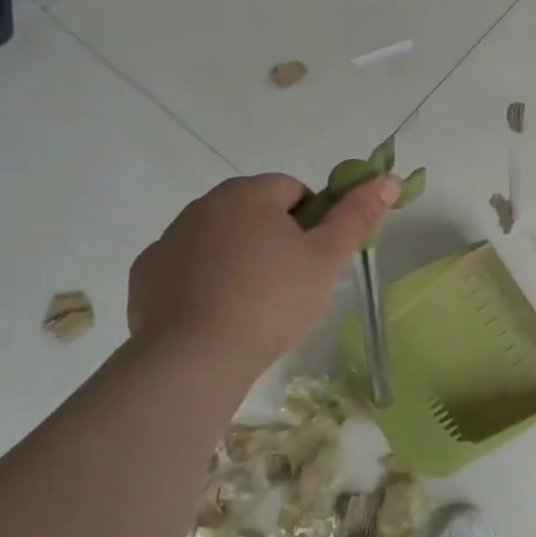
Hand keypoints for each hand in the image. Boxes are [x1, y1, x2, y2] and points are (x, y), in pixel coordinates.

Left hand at [129, 172, 398, 377]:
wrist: (195, 358)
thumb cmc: (272, 300)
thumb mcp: (327, 258)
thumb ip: (358, 215)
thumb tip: (388, 178)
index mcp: (249, 193)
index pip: (293, 190)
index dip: (313, 221)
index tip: (316, 259)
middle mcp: (204, 205)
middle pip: (254, 211)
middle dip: (275, 238)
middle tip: (292, 283)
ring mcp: (169, 239)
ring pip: (219, 238)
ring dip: (239, 257)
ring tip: (255, 304)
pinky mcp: (146, 274)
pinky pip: (187, 267)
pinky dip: (203, 281)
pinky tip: (217, 314)